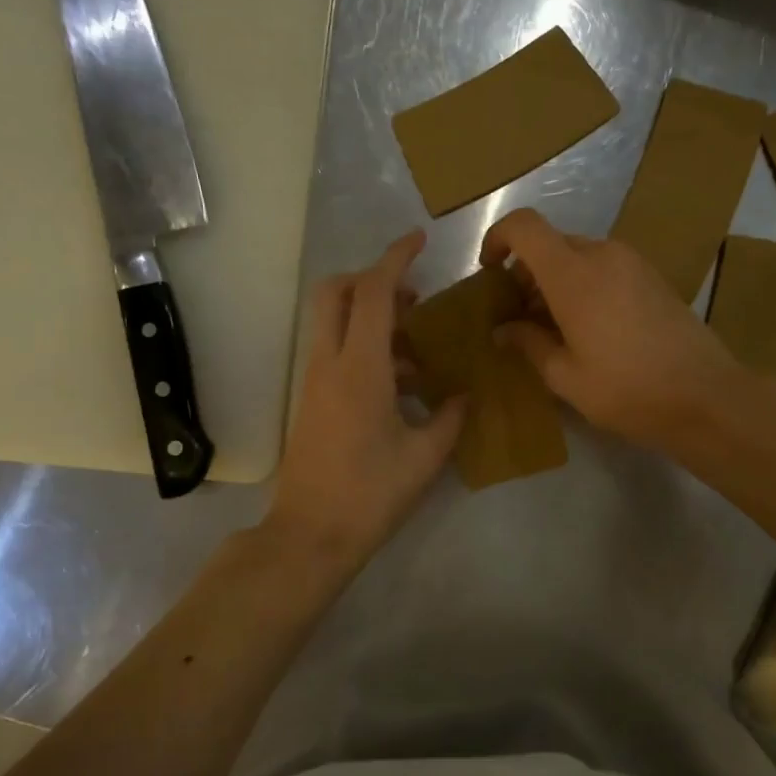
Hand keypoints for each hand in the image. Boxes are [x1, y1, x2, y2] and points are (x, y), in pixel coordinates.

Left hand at [268, 231, 464, 571]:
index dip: (395, 258)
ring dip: (371, 315)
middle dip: (371, 279)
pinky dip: (364, 345)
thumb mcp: (424, 457)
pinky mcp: (312, 399)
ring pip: (333, 320)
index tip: (419, 240)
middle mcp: (329, 363)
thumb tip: (464, 394)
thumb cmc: (370, 494)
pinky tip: (401, 381)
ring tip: (417, 345)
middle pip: (336, 291)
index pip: (372, 292)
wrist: (310, 534)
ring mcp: (315, 380)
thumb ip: (450, 417)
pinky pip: (335, 350)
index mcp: (360, 368)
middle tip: (412, 298)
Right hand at [481, 208, 743, 453]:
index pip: (525, 227)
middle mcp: (603, 255)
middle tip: (519, 316)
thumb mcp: (566, 376)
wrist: (706, 397)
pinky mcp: (652, 277)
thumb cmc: (627, 390)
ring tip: (552, 328)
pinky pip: (604, 267)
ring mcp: (633, 263)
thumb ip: (528, 344)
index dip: (498, 238)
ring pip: (578, 256)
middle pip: (550, 243)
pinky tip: (588, 328)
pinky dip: (583, 285)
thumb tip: (503, 330)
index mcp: (574, 274)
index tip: (489, 271)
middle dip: (526, 272)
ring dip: (555, 281)